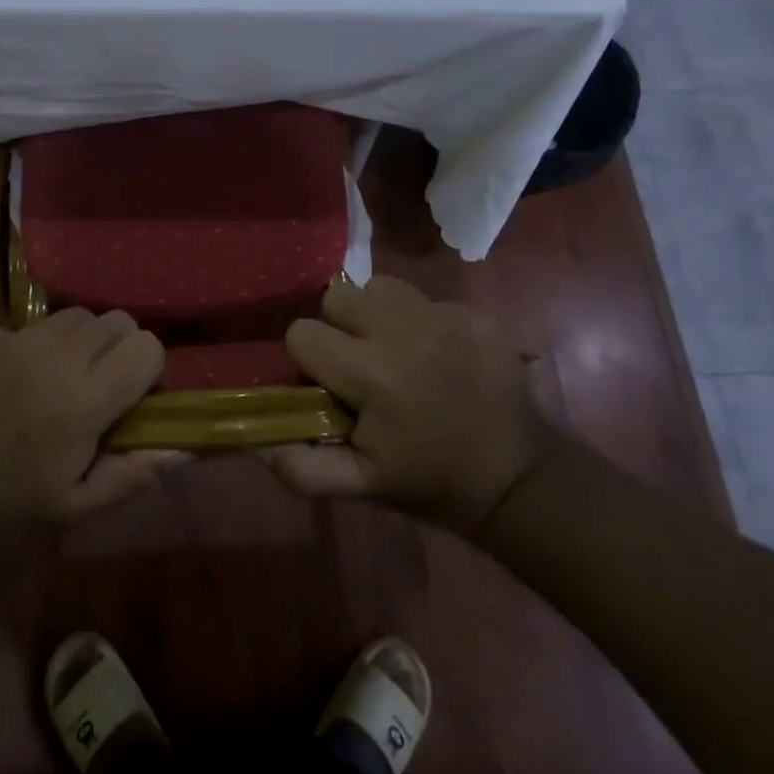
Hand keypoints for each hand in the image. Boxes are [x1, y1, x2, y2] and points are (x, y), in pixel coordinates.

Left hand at [0, 309, 182, 530]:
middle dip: (120, 347)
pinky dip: (38, 345)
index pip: (148, 346)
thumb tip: (182, 448)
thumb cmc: (10, 497)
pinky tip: (18, 377)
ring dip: (83, 340)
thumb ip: (134, 473)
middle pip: (119, 320)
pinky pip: (33, 325)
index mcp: (89, 396)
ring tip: (62, 373)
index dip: (149, 368)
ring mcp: (23, 338)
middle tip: (100, 382)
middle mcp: (62, 354)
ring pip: (78, 315)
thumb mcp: (77, 503)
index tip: (133, 395)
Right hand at [262, 276, 559, 536]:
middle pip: (339, 296)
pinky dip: (422, 322)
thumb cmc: (430, 482)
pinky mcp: (476, 314)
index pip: (301, 333)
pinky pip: (426, 299)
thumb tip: (253, 440)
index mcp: (371, 373)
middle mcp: (404, 331)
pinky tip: (438, 357)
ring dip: (377, 314)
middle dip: (338, 328)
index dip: (307, 361)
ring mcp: (445, 316)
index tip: (328, 387)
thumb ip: (300, 466)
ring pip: (381, 286)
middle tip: (359, 365)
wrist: (519, 481)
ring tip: (395, 352)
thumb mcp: (361, 486)